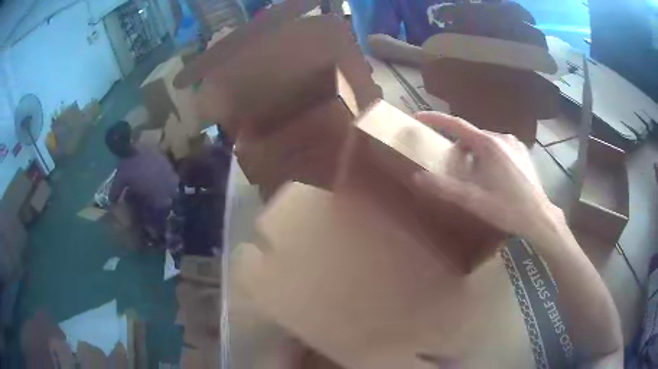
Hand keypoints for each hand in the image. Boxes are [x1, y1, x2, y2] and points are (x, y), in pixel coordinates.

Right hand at [412, 111, 561, 238]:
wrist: (538, 216)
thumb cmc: (506, 208)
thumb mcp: (473, 201)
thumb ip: (445, 188)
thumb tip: (418, 177)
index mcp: (488, 144)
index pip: (456, 125)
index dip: (435, 119)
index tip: (419, 116)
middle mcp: (501, 136)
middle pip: (471, 137)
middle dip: (461, 151)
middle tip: (460, 174)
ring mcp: (514, 142)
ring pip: (486, 143)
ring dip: (476, 155)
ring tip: (481, 180)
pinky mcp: (522, 150)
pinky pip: (499, 147)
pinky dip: (491, 156)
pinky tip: (497, 177)